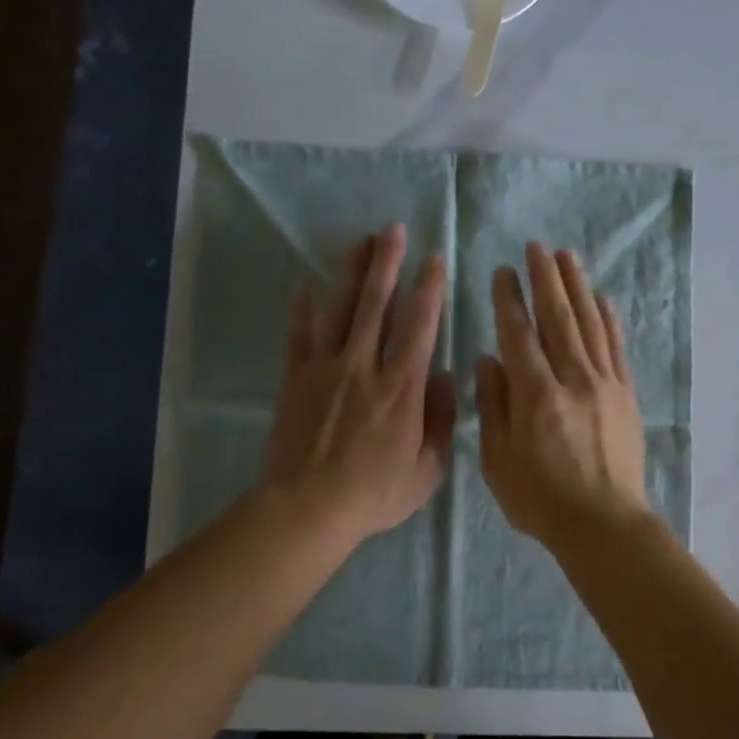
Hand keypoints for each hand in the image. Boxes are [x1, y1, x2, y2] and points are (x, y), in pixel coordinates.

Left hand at [262, 224, 455, 546]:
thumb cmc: (374, 493)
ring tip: (360, 241)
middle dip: (387, 264)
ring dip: (352, 273)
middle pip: (376, 305)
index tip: (434, 260)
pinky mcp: (295, 379)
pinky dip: (302, 309)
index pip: (419, 326)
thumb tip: (443, 376)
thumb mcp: (427, 469)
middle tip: (393, 230)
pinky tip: (305, 284)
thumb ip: (440, 420)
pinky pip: (298, 336)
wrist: (308, 508)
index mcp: (402, 387)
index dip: (428, 290)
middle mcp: (364, 366)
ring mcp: (326, 369)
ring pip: (341, 310)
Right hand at [476, 241, 651, 553]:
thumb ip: (493, 406)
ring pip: (590, 325)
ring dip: (577, 287)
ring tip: (567, 256)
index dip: (509, 301)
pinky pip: (617, 348)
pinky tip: (602, 299)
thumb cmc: (541, 499)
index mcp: (536, 396)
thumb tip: (489, 360)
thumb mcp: (499, 460)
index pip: (519, 336)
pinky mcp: (626, 396)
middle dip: (545, 279)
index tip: (502, 272)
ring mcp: (605, 385)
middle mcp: (573, 380)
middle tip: (536, 246)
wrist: (605, 525)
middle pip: (558, 319)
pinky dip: (609, 320)